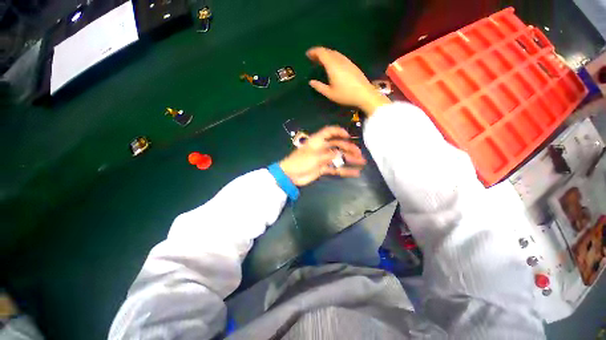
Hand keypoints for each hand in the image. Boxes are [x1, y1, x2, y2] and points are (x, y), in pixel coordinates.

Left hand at [279, 126, 366, 185]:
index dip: (339, 131)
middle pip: (338, 146)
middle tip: (360, 154)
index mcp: (318, 141)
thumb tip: (340, 154)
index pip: (329, 132)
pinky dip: (344, 170)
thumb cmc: (300, 162)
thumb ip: (328, 155)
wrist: (291, 175)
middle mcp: (322, 148)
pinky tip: (354, 172)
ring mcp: (323, 159)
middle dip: (349, 149)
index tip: (349, 136)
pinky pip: (336, 168)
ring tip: (361, 162)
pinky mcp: (323, 168)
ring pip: (339, 157)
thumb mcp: (315, 156)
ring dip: (350, 160)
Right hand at [306, 47, 390, 115]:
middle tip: (313, 58)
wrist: (364, 94)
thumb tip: (311, 82)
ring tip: (321, 61)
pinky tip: (333, 64)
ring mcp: (347, 61)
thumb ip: (319, 87)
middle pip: (328, 51)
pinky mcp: (352, 65)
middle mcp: (340, 60)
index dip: (314, 52)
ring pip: (335, 53)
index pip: (322, 53)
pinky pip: (340, 57)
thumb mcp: (330, 94)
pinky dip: (333, 57)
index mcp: (333, 66)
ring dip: (327, 54)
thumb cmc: (345, 95)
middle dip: (319, 53)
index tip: (307, 55)